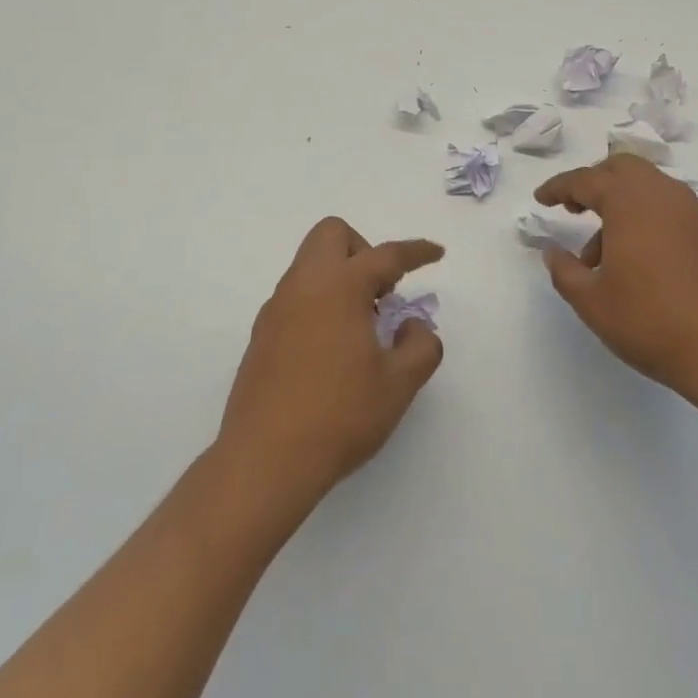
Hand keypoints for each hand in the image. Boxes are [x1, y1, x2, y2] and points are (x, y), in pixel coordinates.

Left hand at [218, 217, 443, 502]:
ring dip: (341, 277)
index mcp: (339, 287)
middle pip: (332, 235)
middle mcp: (303, 286)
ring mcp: (276, 309)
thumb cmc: (339, 417)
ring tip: (362, 327)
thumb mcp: (398, 384)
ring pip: (310, 265)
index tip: (436, 253)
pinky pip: (296, 296)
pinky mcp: (261, 335)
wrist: (264, 462)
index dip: (416, 252)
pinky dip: (320, 301)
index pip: (385, 254)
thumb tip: (412, 327)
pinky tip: (333, 348)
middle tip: (382, 293)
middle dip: (364, 250)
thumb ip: (420, 346)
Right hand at [535, 156, 697, 408]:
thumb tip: (553, 252)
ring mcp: (693, 210)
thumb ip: (564, 270)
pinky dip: (647, 215)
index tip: (541, 199)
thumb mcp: (591, 301)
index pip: (585, 179)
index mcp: (629, 201)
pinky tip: (640, 257)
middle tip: (574, 208)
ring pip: (649, 186)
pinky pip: (670, 206)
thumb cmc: (650, 321)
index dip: (558, 187)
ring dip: (621, 202)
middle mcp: (663, 194)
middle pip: (622, 168)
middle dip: (594, 182)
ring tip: (604, 251)